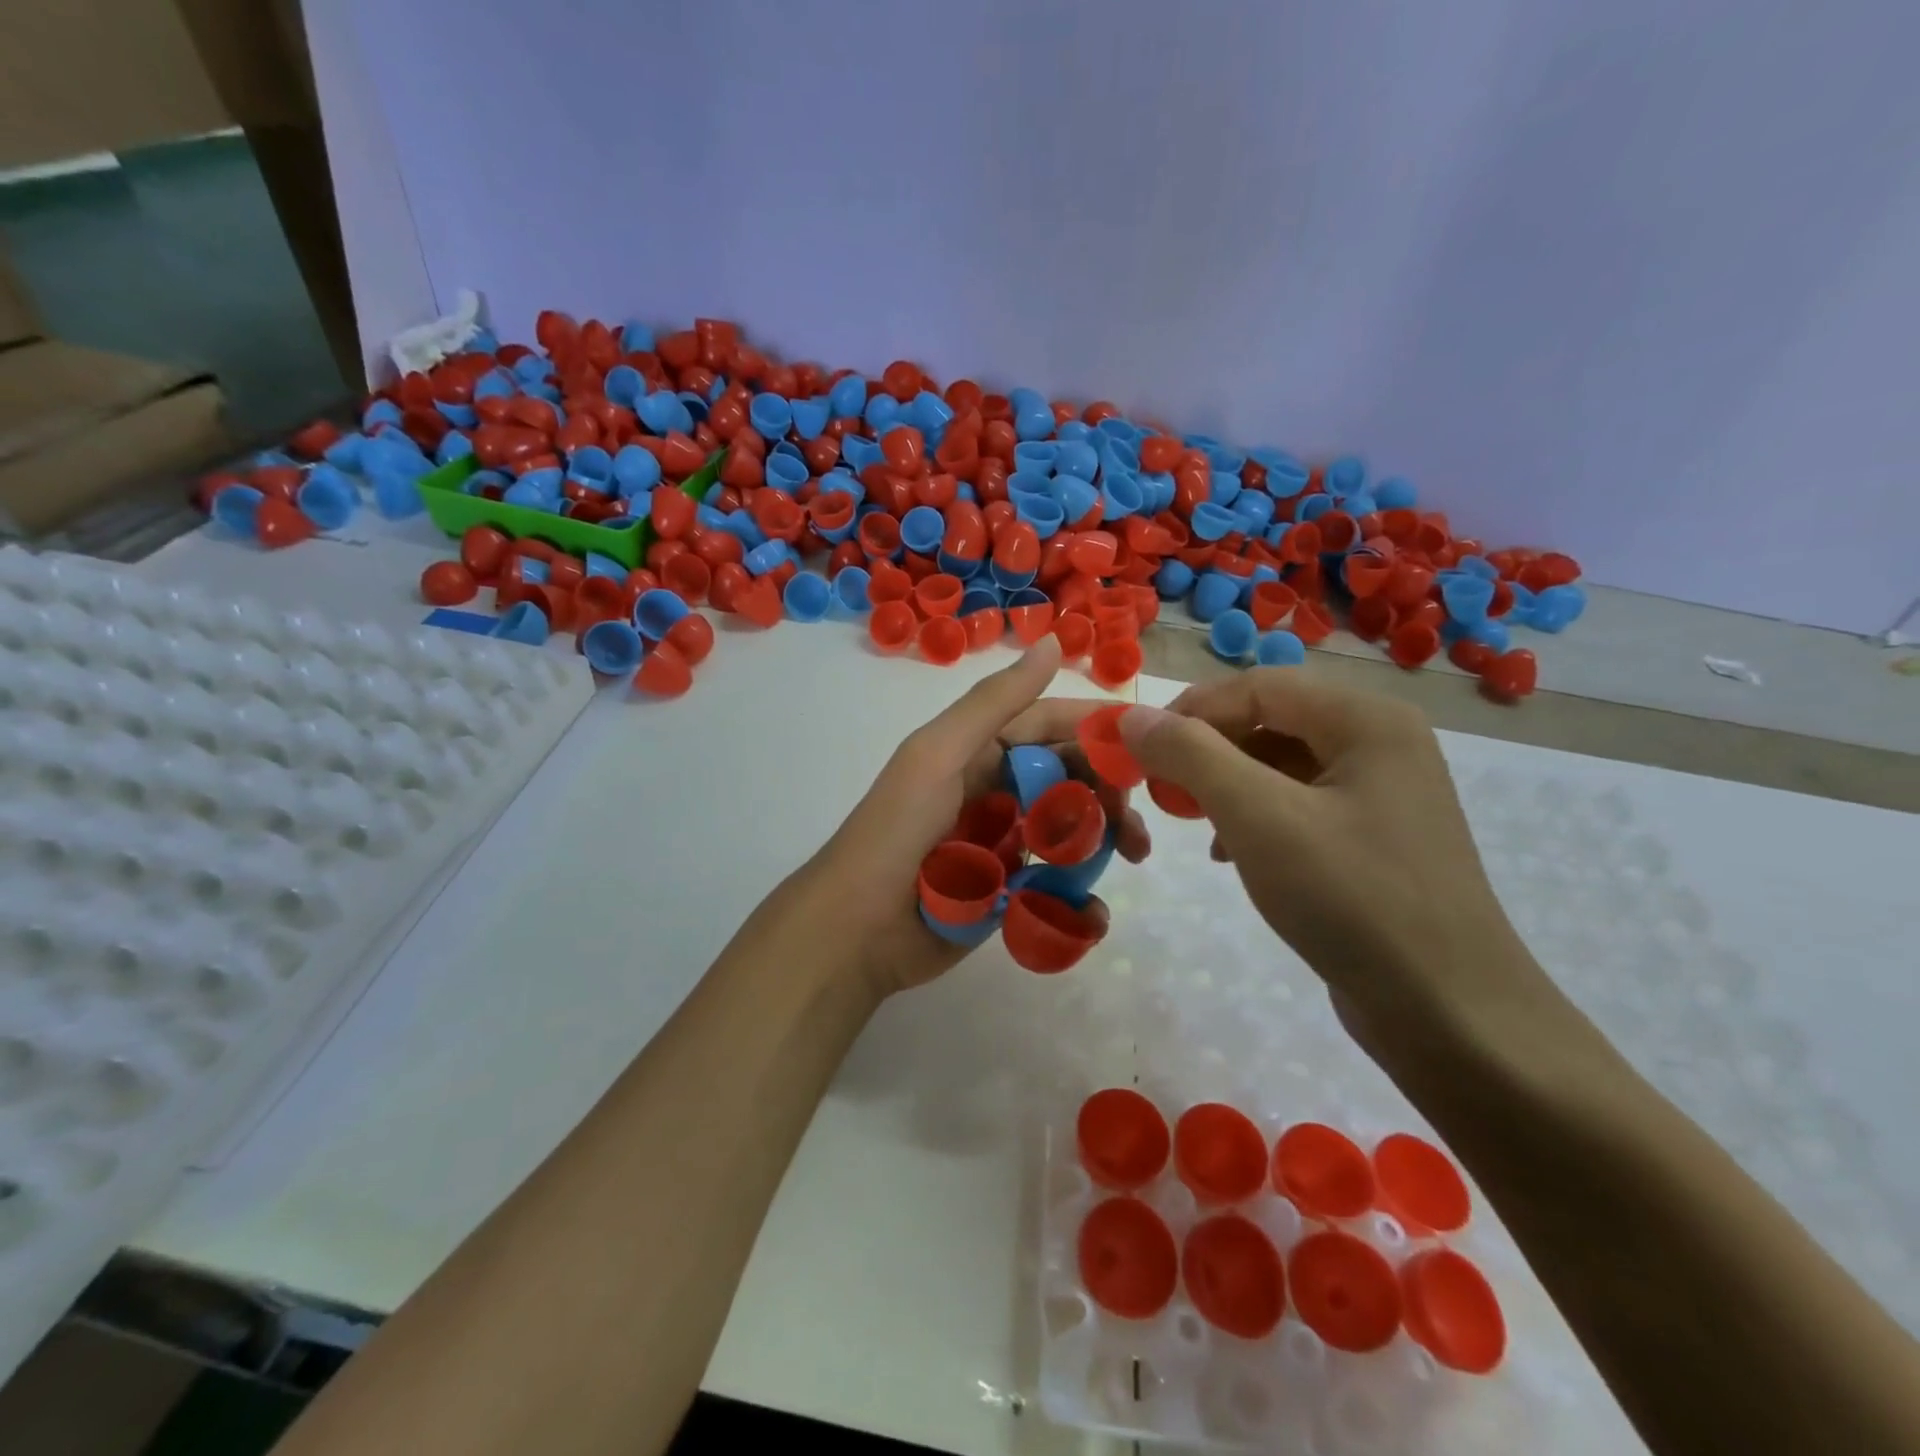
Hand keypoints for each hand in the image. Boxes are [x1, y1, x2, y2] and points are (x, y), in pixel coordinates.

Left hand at [796, 637, 1149, 998]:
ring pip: (1069, 831)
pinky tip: (1091, 910)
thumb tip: (1057, 643)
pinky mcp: (1006, 894)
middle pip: (1067, 778)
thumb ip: (996, 703)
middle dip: (1108, 791)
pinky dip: (1079, 895)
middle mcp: (994, 791)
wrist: (855, 930)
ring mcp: (1002, 845)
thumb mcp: (939, 754)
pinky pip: (1056, 886)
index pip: (1047, 726)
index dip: (1094, 729)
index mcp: (977, 752)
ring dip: (1104, 839)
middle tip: (1140, 818)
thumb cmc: (897, 831)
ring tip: (1134, 857)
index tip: (1148, 742)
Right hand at [1119, 671, 1538, 1028]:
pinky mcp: (1376, 838)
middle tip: (1164, 790)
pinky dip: (1256, 816)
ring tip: (1194, 823)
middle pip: (1272, 719)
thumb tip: (1134, 717)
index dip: (1191, 711)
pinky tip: (1232, 852)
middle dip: (1208, 750)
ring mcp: (1384, 792)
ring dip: (1227, 784)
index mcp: (1367, 720)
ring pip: (1282, 764)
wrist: (1450, 1015)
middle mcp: (1382, 742)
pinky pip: (1301, 803)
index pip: (1258, 686)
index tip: (1140, 751)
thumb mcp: (1258, 818)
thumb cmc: (1351, 899)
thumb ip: (1191, 756)